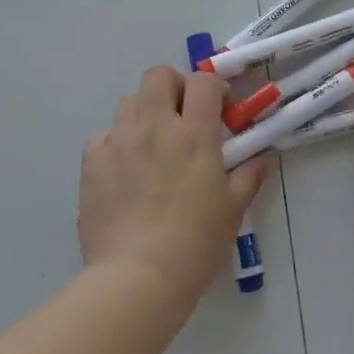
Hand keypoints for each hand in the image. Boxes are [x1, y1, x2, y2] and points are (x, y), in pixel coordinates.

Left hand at [79, 67, 266, 311]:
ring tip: (153, 143)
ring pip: (128, 102)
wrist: (137, 277)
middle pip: (158, 76)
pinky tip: (125, 169)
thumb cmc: (195, 242)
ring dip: (145, 112)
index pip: (203, 82)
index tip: (219, 109)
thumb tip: (262, 158)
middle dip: (173, 86)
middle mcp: (154, 126)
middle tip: (182, 115)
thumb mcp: (233, 209)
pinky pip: (104, 135)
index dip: (213, 88)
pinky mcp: (92, 163)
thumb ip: (248, 176)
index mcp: (194, 134)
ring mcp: (119, 142)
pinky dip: (117, 142)